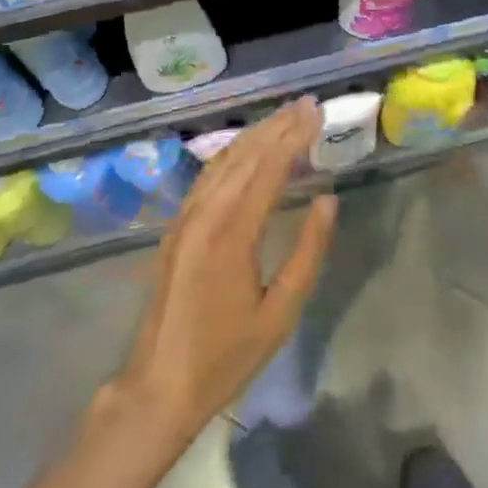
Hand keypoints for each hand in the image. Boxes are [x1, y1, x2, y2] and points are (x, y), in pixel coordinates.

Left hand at [107, 99, 337, 445]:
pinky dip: (233, 153)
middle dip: (277, 125)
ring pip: (224, 160)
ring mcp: (186, 217)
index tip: (316, 112)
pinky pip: (208, 176)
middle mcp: (205, 213)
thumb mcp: (280, 314)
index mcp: (232, 232)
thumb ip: (307, 252)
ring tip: (283, 116)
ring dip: (255, 134)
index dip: (294, 137)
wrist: (159, 385)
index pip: (269, 168)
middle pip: (245, 155)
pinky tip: (246, 148)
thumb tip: (328, 200)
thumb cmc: (226, 356)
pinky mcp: (177, 225)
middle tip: (306, 103)